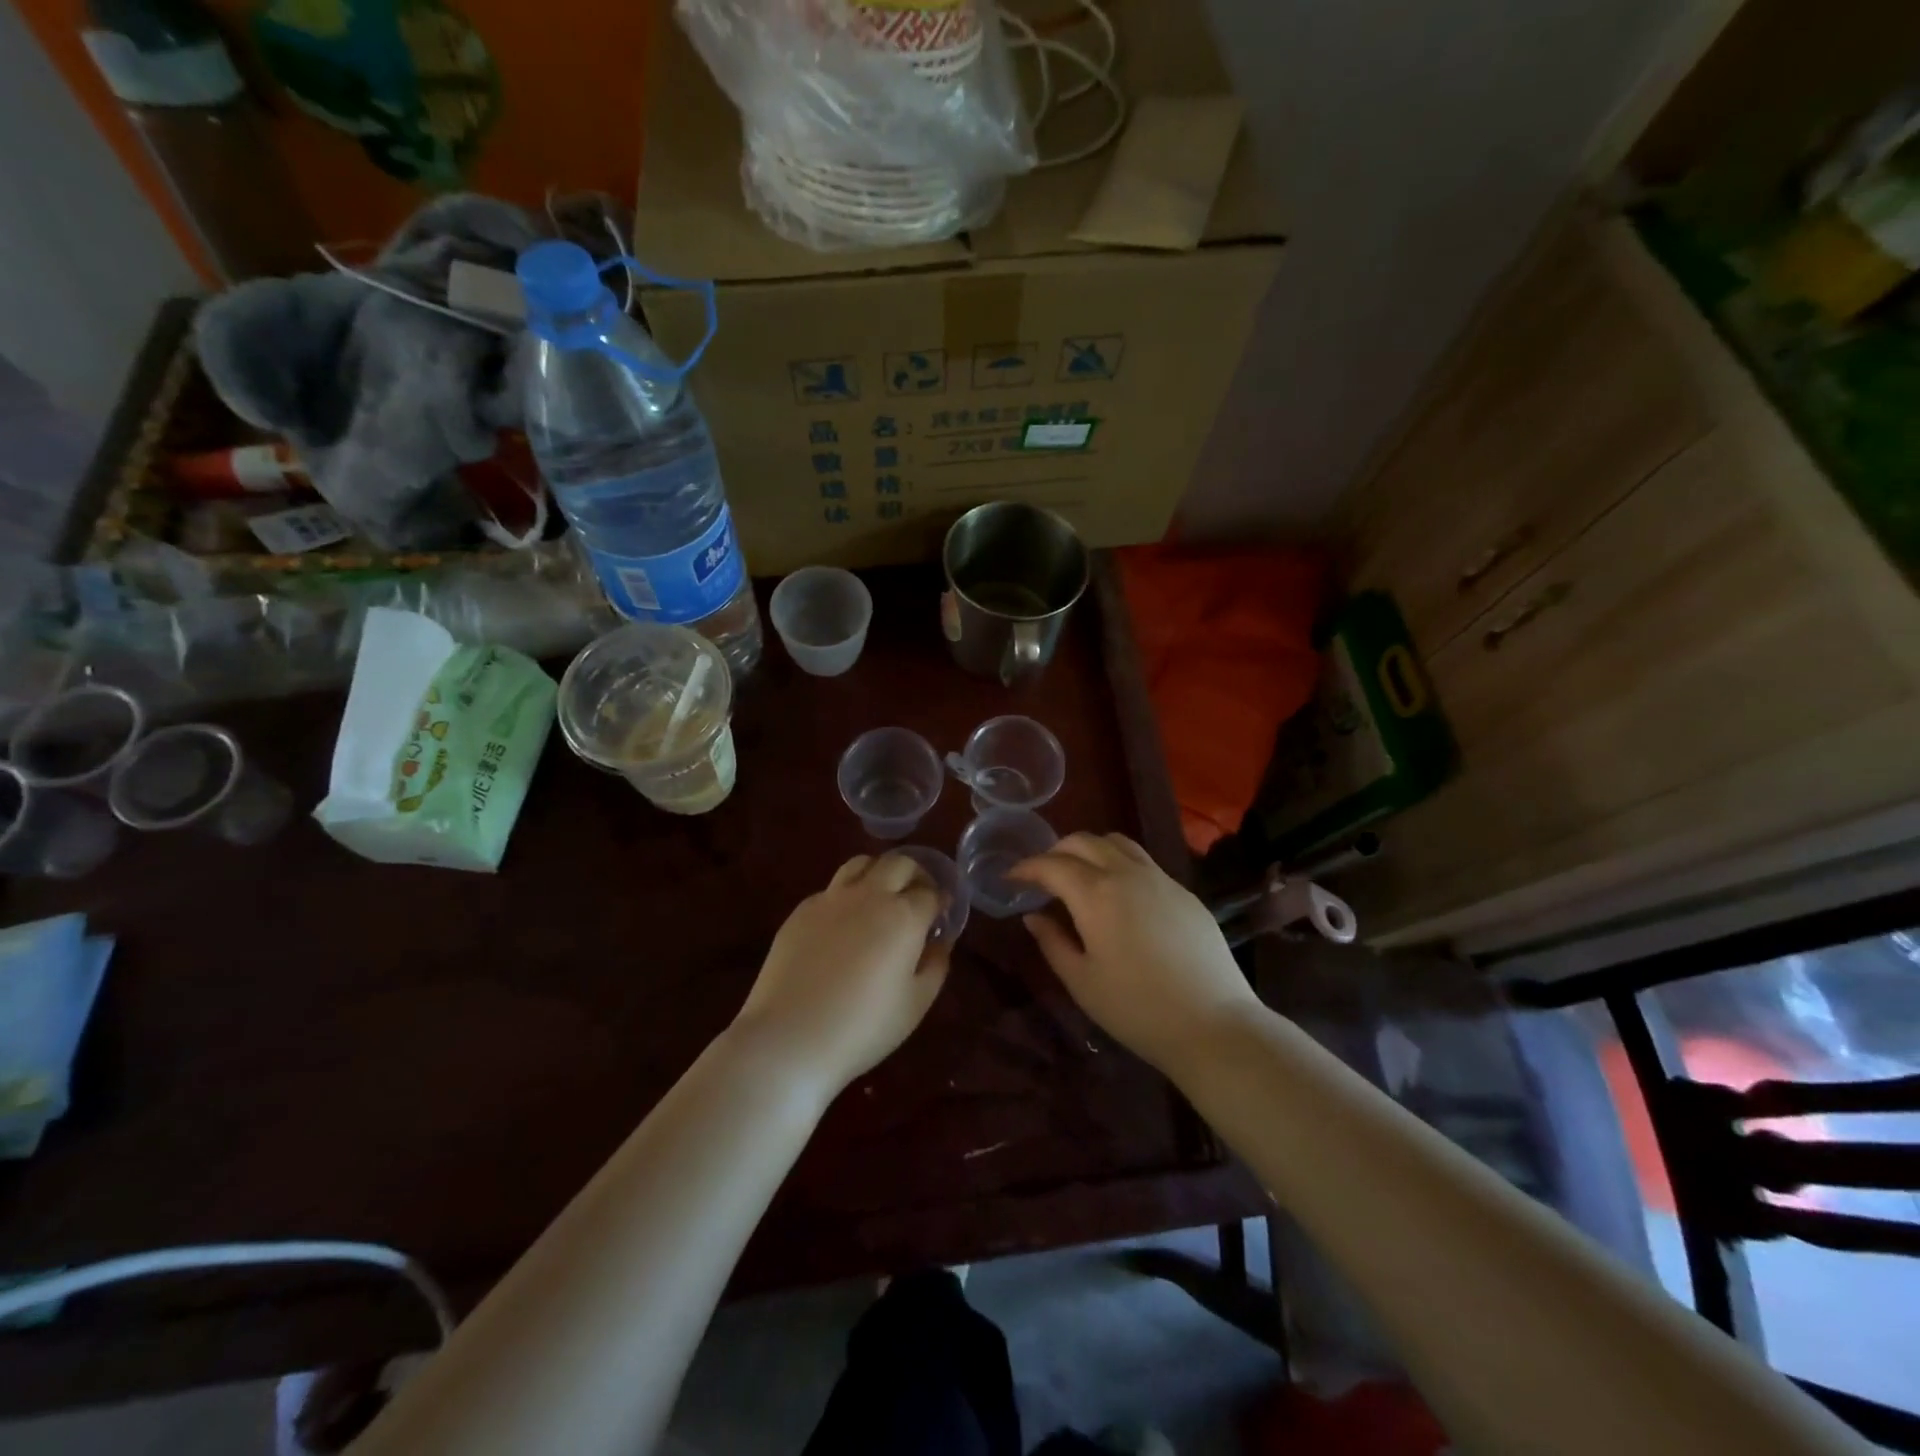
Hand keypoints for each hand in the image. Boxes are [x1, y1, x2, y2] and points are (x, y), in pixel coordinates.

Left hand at [730, 854, 951, 1095]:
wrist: (790, 1037)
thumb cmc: (863, 1027)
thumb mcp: (915, 1004)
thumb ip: (935, 966)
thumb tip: (939, 942)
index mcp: (903, 916)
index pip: (931, 892)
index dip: (941, 900)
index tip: (941, 914)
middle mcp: (869, 895)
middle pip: (898, 863)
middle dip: (915, 874)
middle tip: (917, 897)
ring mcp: (831, 899)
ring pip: (861, 863)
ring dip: (879, 872)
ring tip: (881, 897)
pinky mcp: (802, 910)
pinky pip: (832, 889)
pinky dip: (847, 895)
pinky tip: (844, 924)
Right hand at [1010, 833, 1261, 1073]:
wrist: (1213, 1024)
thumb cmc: (1136, 1008)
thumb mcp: (1082, 981)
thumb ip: (1052, 942)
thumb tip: (1033, 916)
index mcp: (1096, 893)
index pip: (1051, 865)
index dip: (1026, 868)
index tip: (1010, 878)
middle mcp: (1127, 873)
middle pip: (1084, 841)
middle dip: (1055, 851)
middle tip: (1042, 876)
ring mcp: (1161, 879)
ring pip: (1117, 843)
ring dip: (1090, 849)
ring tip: (1079, 875)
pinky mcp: (1184, 892)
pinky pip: (1144, 862)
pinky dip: (1119, 864)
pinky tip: (1119, 895)